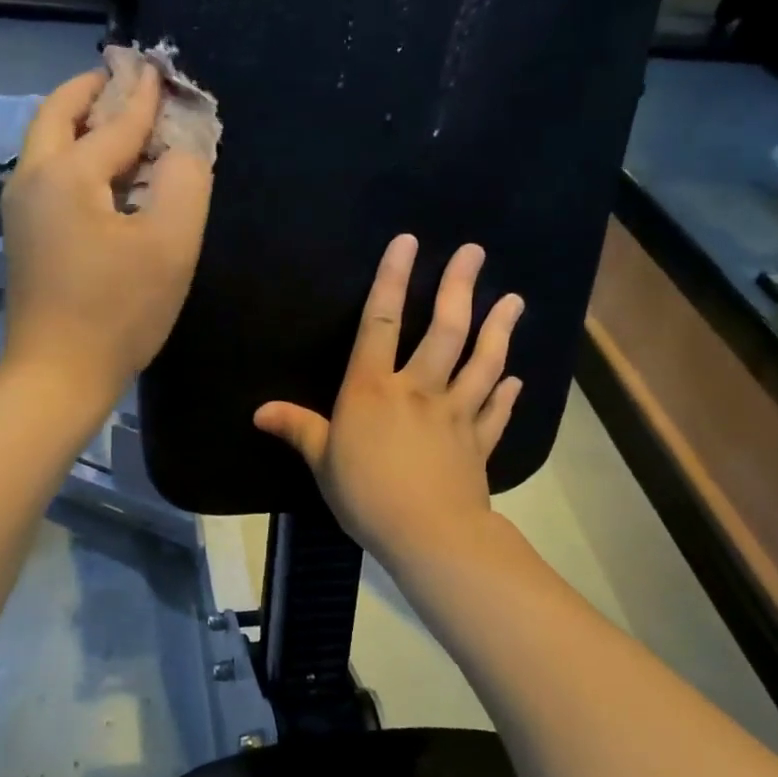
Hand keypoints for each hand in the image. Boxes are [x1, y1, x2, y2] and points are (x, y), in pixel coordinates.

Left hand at [0, 65, 212, 415]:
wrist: (56, 376)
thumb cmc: (118, 312)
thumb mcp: (170, 245)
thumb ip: (186, 182)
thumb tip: (183, 146)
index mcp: (67, 173)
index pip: (115, 120)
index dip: (145, 95)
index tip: (162, 68)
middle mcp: (32, 180)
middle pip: (57, 115)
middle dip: (92, 91)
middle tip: (125, 80)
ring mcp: (20, 211)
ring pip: (46, 146)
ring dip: (80, 123)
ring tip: (118, 120)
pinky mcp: (22, 239)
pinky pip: (48, 177)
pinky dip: (74, 157)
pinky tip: (104, 176)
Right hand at [254, 236, 523, 569]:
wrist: (427, 534)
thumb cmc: (365, 493)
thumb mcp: (322, 460)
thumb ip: (297, 429)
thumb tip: (259, 411)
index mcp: (373, 389)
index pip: (380, 322)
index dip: (391, 280)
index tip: (407, 242)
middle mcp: (418, 389)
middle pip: (444, 330)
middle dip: (458, 287)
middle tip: (475, 252)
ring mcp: (455, 414)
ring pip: (482, 362)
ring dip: (499, 329)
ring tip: (514, 300)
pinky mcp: (478, 442)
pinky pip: (496, 411)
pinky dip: (508, 394)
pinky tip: (517, 378)